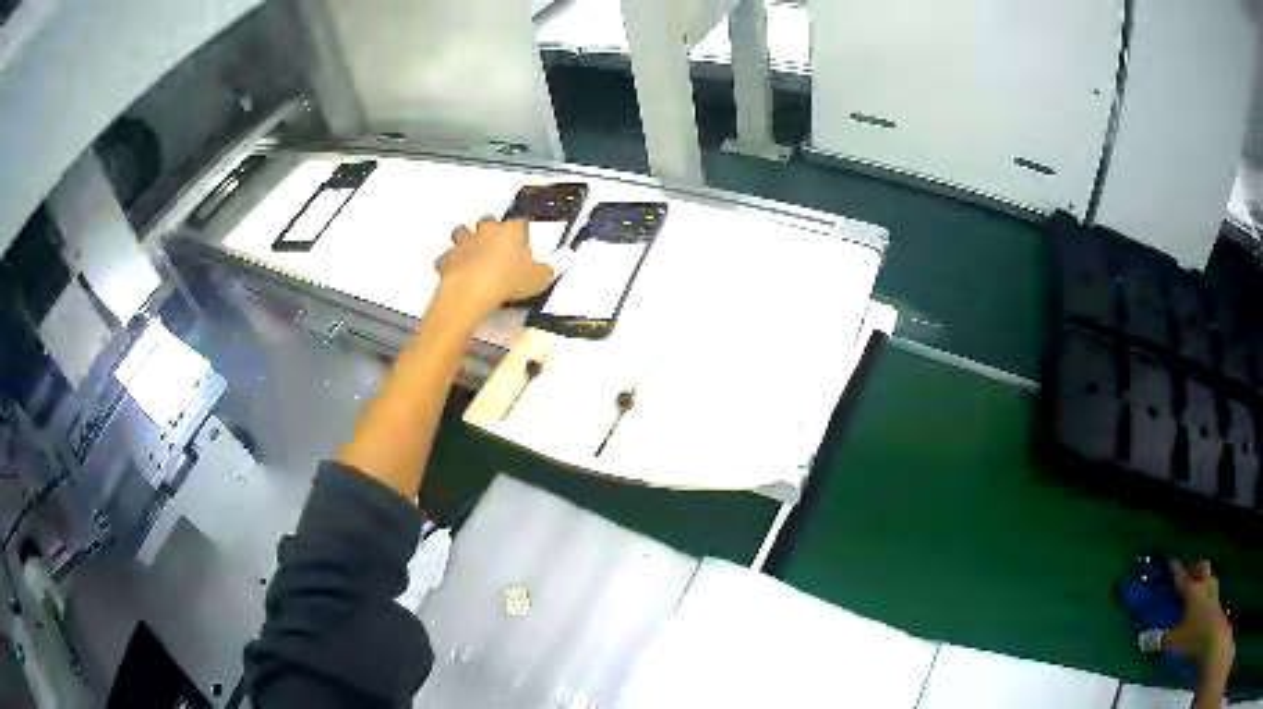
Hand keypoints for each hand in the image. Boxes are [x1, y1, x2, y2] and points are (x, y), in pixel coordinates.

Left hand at [434, 218, 553, 319]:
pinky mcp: (448, 258)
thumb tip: (548, 270)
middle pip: (488, 220)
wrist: (473, 291)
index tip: (524, 243)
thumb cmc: (508, 281)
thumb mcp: (539, 280)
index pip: (520, 223)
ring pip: (461, 231)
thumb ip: (545, 271)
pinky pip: (447, 257)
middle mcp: (487, 231)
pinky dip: (450, 262)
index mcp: (511, 231)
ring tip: (472, 252)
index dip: (522, 233)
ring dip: (465, 238)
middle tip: (496, 245)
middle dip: (490, 229)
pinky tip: (455, 270)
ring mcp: (464, 243)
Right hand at [1165, 560, 1234, 672]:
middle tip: (1187, 574)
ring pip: (1207, 575)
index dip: (1176, 570)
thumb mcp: (1173, 641)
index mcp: (1192, 590)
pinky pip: (1210, 587)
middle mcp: (1204, 583)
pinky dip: (1205, 590)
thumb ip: (1162, 638)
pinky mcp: (1215, 598)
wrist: (1209, 634)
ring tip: (1195, 586)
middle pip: (1200, 568)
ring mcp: (1212, 589)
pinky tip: (1202, 601)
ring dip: (1201, 578)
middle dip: (1194, 569)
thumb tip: (1150, 639)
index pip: (1181, 577)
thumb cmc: (1192, 635)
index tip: (1171, 561)